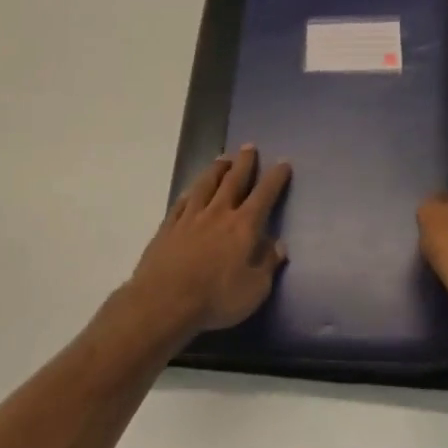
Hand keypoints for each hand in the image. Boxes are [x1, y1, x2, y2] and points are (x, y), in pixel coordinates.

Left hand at [132, 146, 291, 334]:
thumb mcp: (254, 289)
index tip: (283, 162)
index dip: (275, 178)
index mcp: (243, 226)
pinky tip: (191, 190)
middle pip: (233, 181)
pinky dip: (189, 193)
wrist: (164, 301)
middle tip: (248, 146)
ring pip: (205, 185)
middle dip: (244, 163)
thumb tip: (279, 245)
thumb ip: (268, 264)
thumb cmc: (216, 298)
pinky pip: (181, 203)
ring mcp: (190, 218)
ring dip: (216, 170)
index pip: (264, 195)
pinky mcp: (168, 228)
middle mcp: (218, 213)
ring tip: (222, 158)